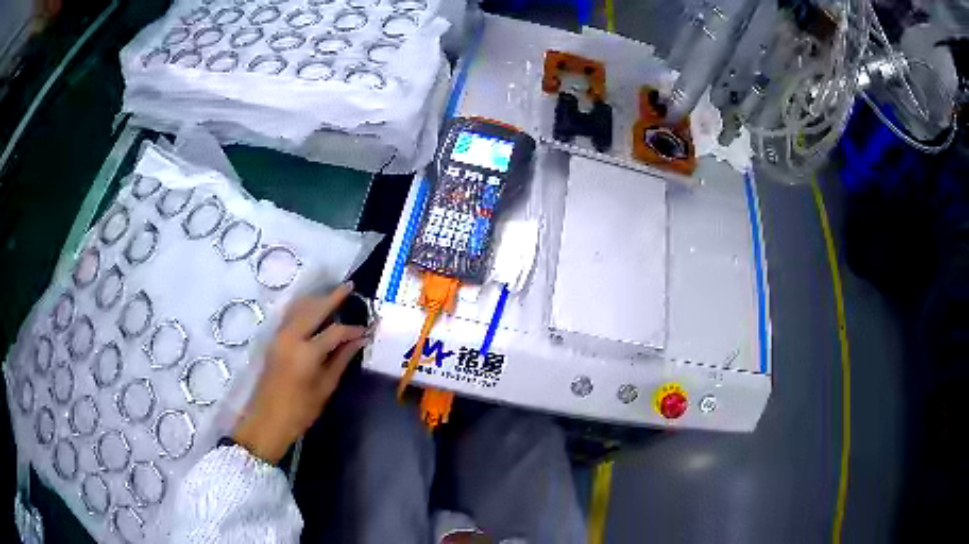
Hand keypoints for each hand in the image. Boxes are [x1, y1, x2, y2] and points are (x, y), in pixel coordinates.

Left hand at [233, 282, 367, 463]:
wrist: (267, 420)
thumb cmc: (300, 411)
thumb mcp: (325, 388)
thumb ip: (341, 360)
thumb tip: (358, 341)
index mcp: (306, 352)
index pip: (335, 331)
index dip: (353, 329)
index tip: (367, 330)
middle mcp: (291, 336)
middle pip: (314, 308)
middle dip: (333, 296)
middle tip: (350, 286)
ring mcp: (279, 335)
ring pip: (300, 307)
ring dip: (317, 299)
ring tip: (334, 294)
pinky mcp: (273, 339)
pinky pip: (291, 315)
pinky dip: (304, 307)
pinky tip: (314, 308)